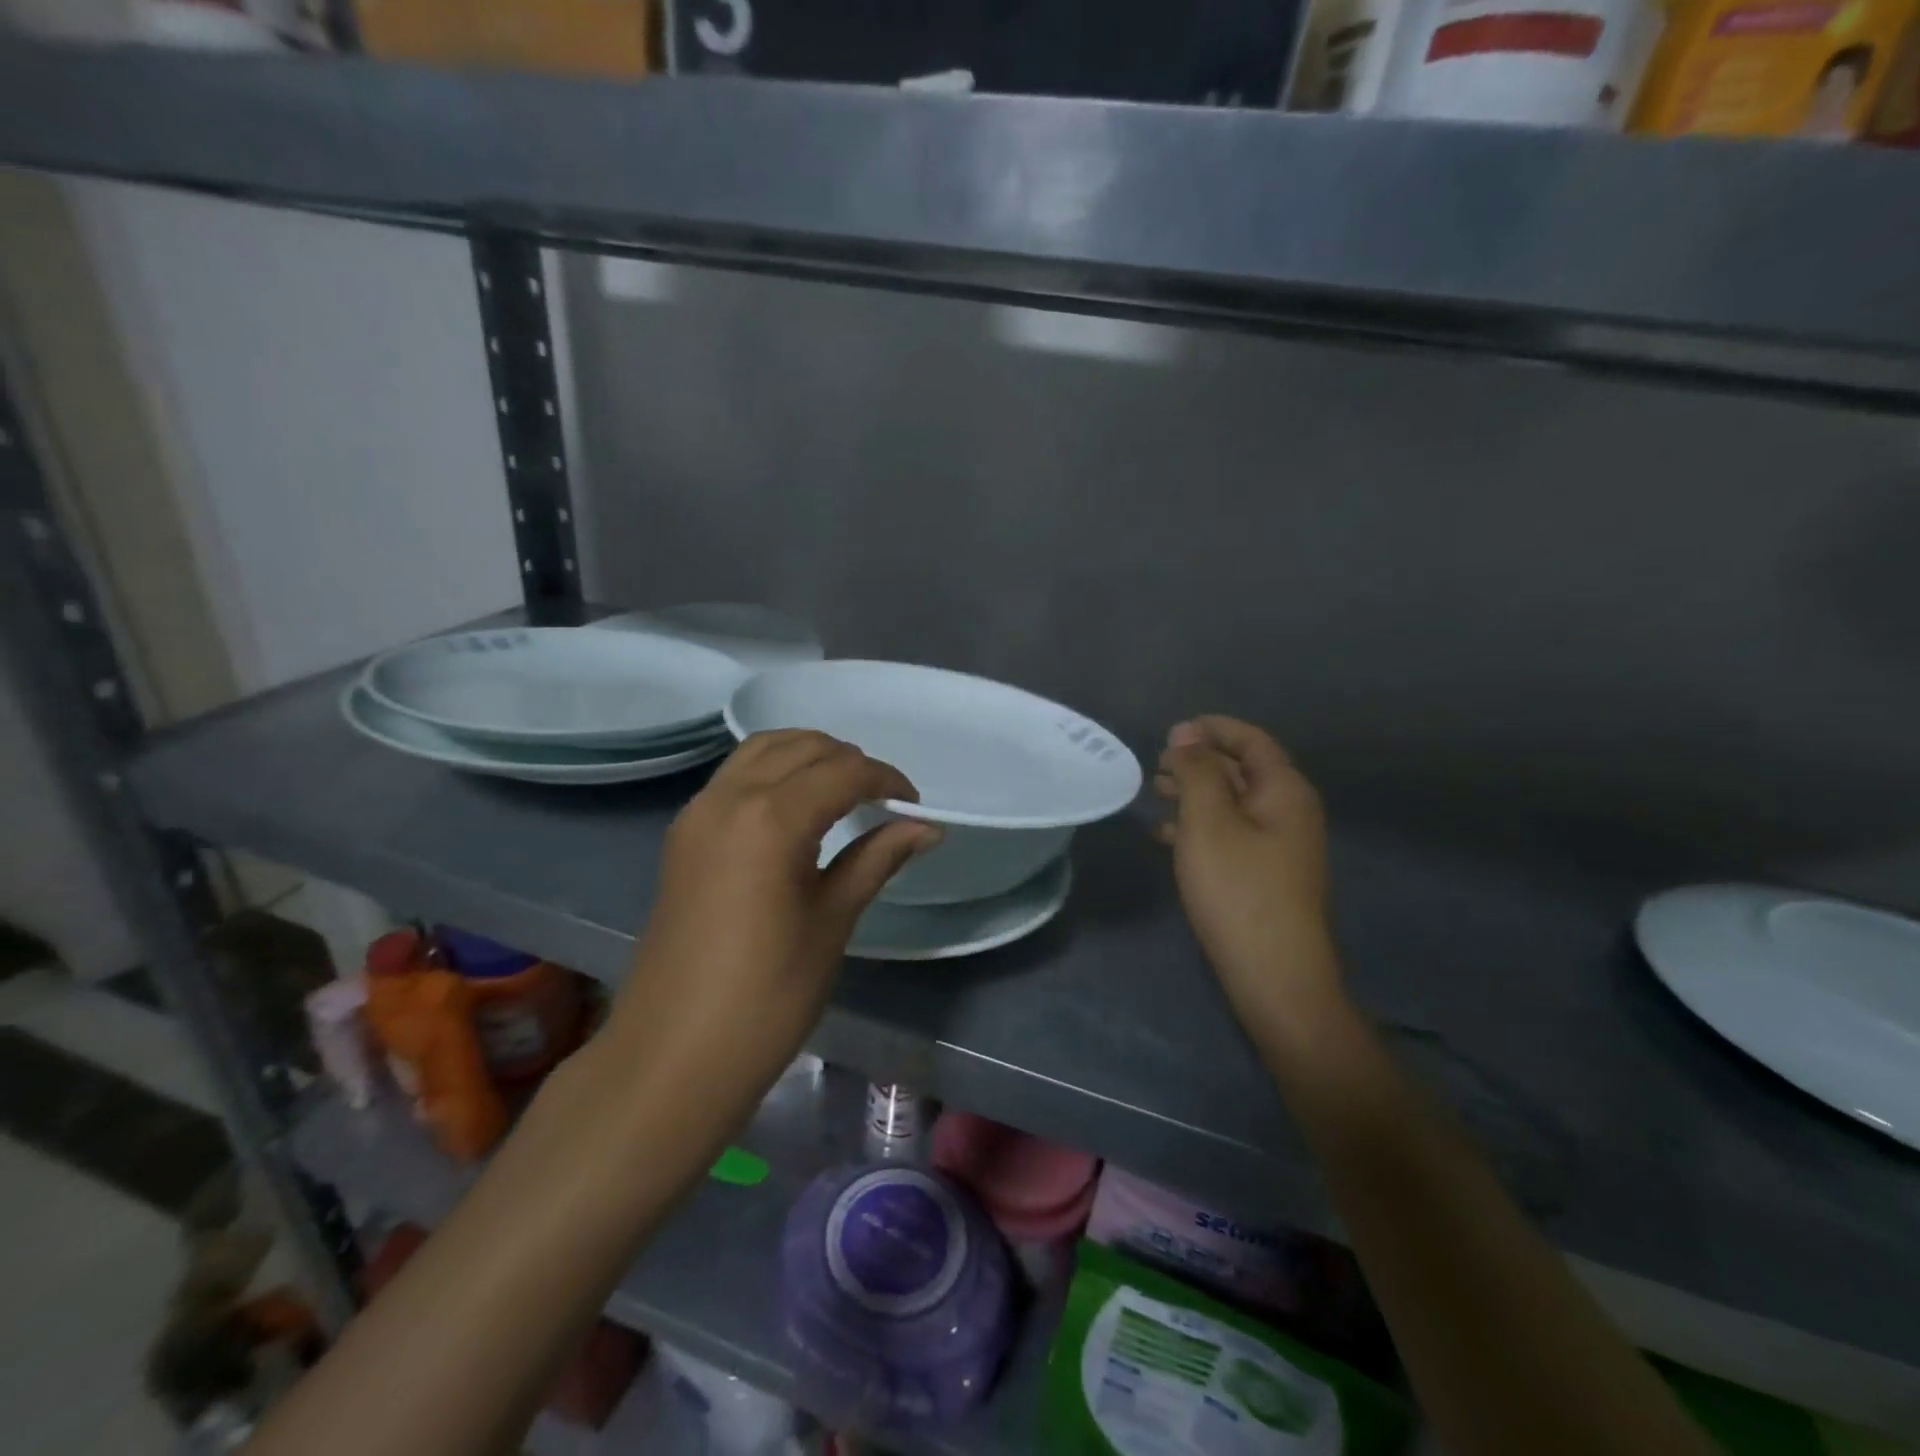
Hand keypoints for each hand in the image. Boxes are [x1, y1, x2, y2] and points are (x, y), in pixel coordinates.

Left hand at [608, 731, 939, 1086]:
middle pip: (799, 747)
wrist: (674, 1055)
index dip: (886, 780)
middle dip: (848, 761)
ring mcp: (698, 813)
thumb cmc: (768, 994)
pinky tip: (796, 810)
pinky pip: (734, 777)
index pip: (842, 772)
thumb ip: (877, 859)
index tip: (913, 805)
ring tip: (842, 794)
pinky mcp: (683, 835)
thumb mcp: (832, 921)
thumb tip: (927, 827)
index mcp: (771, 818)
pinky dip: (773, 773)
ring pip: (761, 751)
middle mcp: (728, 798)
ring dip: (807, 758)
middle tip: (881, 800)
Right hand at [1156, 717, 1344, 1034]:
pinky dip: (1200, 827)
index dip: (1212, 729)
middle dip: (1199, 761)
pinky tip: (1165, 836)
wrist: (1274, 974)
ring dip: (1195, 793)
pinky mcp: (1266, 875)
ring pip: (1233, 803)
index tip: (1170, 733)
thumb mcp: (1209, 822)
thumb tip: (1187, 734)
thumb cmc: (1238, 890)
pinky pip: (1231, 834)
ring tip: (1155, 793)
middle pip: (1243, 769)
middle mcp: (1289, 812)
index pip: (1251, 740)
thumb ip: (1197, 773)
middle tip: (1156, 765)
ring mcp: (1280, 846)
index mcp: (1284, 791)